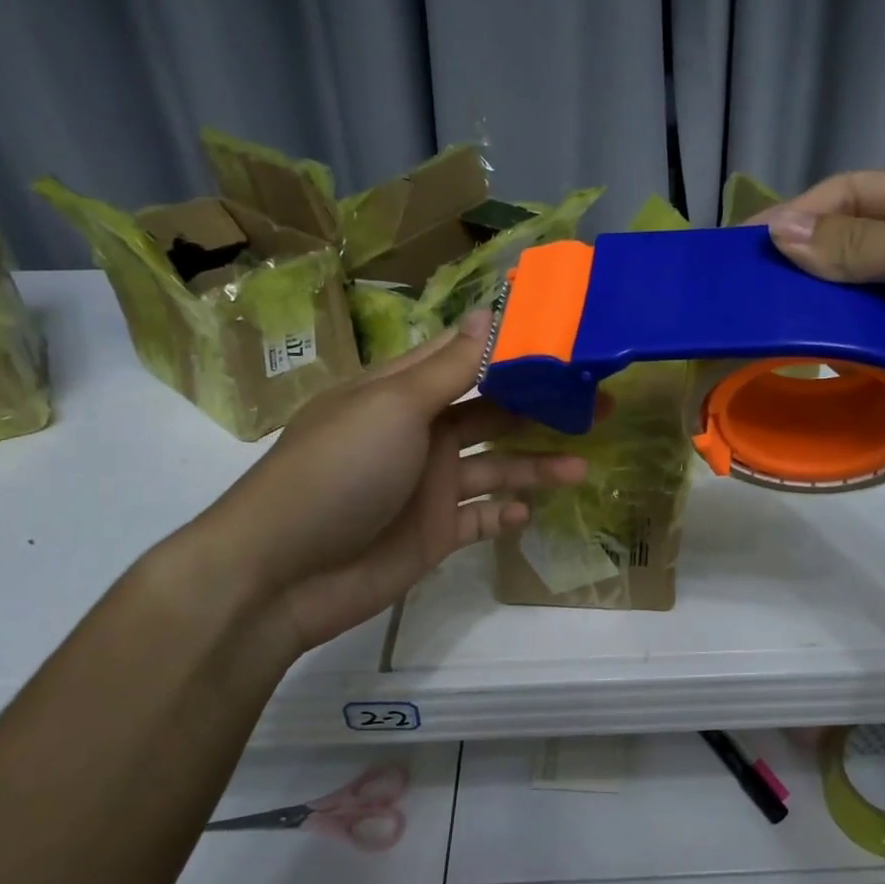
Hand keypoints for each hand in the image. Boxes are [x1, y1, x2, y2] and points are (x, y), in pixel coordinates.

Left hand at [183, 316, 587, 665]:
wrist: (283, 573)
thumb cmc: (338, 471)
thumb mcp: (394, 407)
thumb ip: (450, 367)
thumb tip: (489, 310)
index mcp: (404, 391)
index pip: (467, 356)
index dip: (515, 346)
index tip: (568, 337)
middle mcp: (420, 432)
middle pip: (493, 412)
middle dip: (543, 409)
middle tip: (601, 405)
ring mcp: (427, 484)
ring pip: (496, 467)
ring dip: (537, 466)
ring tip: (583, 468)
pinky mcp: (433, 532)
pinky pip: (480, 518)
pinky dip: (504, 515)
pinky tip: (527, 513)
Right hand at [759, 169, 884, 477]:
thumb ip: (866, 245)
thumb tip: (780, 233)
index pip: (853, 193)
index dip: (797, 213)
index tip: (744, 248)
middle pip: (846, 241)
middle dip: (797, 260)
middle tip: (744, 290)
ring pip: (851, 292)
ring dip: (811, 305)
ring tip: (761, 323)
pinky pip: (866, 335)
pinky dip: (835, 341)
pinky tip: (803, 353)